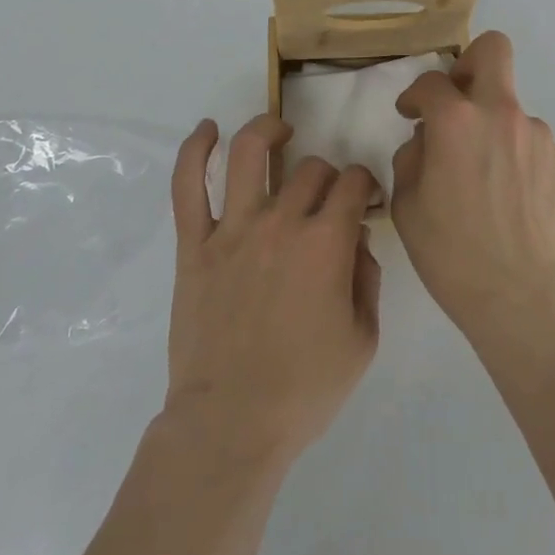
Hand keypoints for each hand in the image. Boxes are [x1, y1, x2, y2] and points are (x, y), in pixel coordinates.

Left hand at [164, 115, 381, 469]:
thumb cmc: (304, 390)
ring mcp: (232, 229)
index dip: (365, 184)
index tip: (364, 200)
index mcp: (326, 244)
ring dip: (267, 131)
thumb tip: (356, 241)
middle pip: (311, 169)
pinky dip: (195, 150)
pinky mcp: (195, 244)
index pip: (353, 183)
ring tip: (279, 131)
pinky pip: (187, 186)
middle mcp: (281, 222)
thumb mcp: (362, 340)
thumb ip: (367, 279)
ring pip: (249, 153)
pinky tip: (207, 130)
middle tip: (327, 200)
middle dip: (328, 176)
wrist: (231, 424)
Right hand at [392, 31, 554, 345]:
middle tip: (457, 100)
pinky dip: (512, 155)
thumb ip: (411, 156)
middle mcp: (501, 113)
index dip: (414, 95)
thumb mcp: (407, 204)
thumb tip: (427, 140)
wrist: (522, 297)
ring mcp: (536, 135)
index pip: (430, 82)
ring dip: (491, 126)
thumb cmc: (452, 252)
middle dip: (469, 62)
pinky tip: (506, 196)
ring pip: (509, 107)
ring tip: (481, 176)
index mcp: (457, 120)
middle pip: (493, 50)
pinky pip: (527, 142)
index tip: (410, 113)